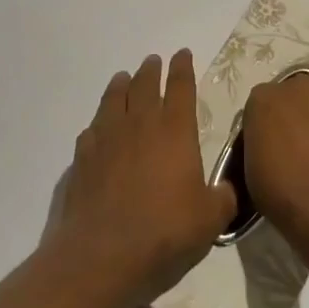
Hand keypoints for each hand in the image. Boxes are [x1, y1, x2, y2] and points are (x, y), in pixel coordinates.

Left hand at [53, 51, 236, 306]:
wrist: (102, 253)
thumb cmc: (164, 231)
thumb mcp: (210, 220)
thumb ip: (222, 199)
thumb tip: (225, 190)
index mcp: (175, 131)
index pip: (181, 88)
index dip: (183, 69)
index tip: (182, 54)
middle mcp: (140, 125)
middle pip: (145, 85)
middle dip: (152, 70)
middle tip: (153, 61)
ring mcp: (107, 138)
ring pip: (114, 99)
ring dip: (121, 85)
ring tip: (123, 78)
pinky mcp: (82, 157)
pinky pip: (92, 128)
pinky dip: (99, 121)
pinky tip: (99, 127)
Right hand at [242, 52, 308, 242]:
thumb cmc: (283, 196)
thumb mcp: (253, 170)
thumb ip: (261, 143)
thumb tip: (271, 143)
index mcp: (263, 101)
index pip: (265, 99)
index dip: (274, 119)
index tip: (280, 141)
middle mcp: (296, 85)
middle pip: (298, 83)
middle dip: (303, 103)